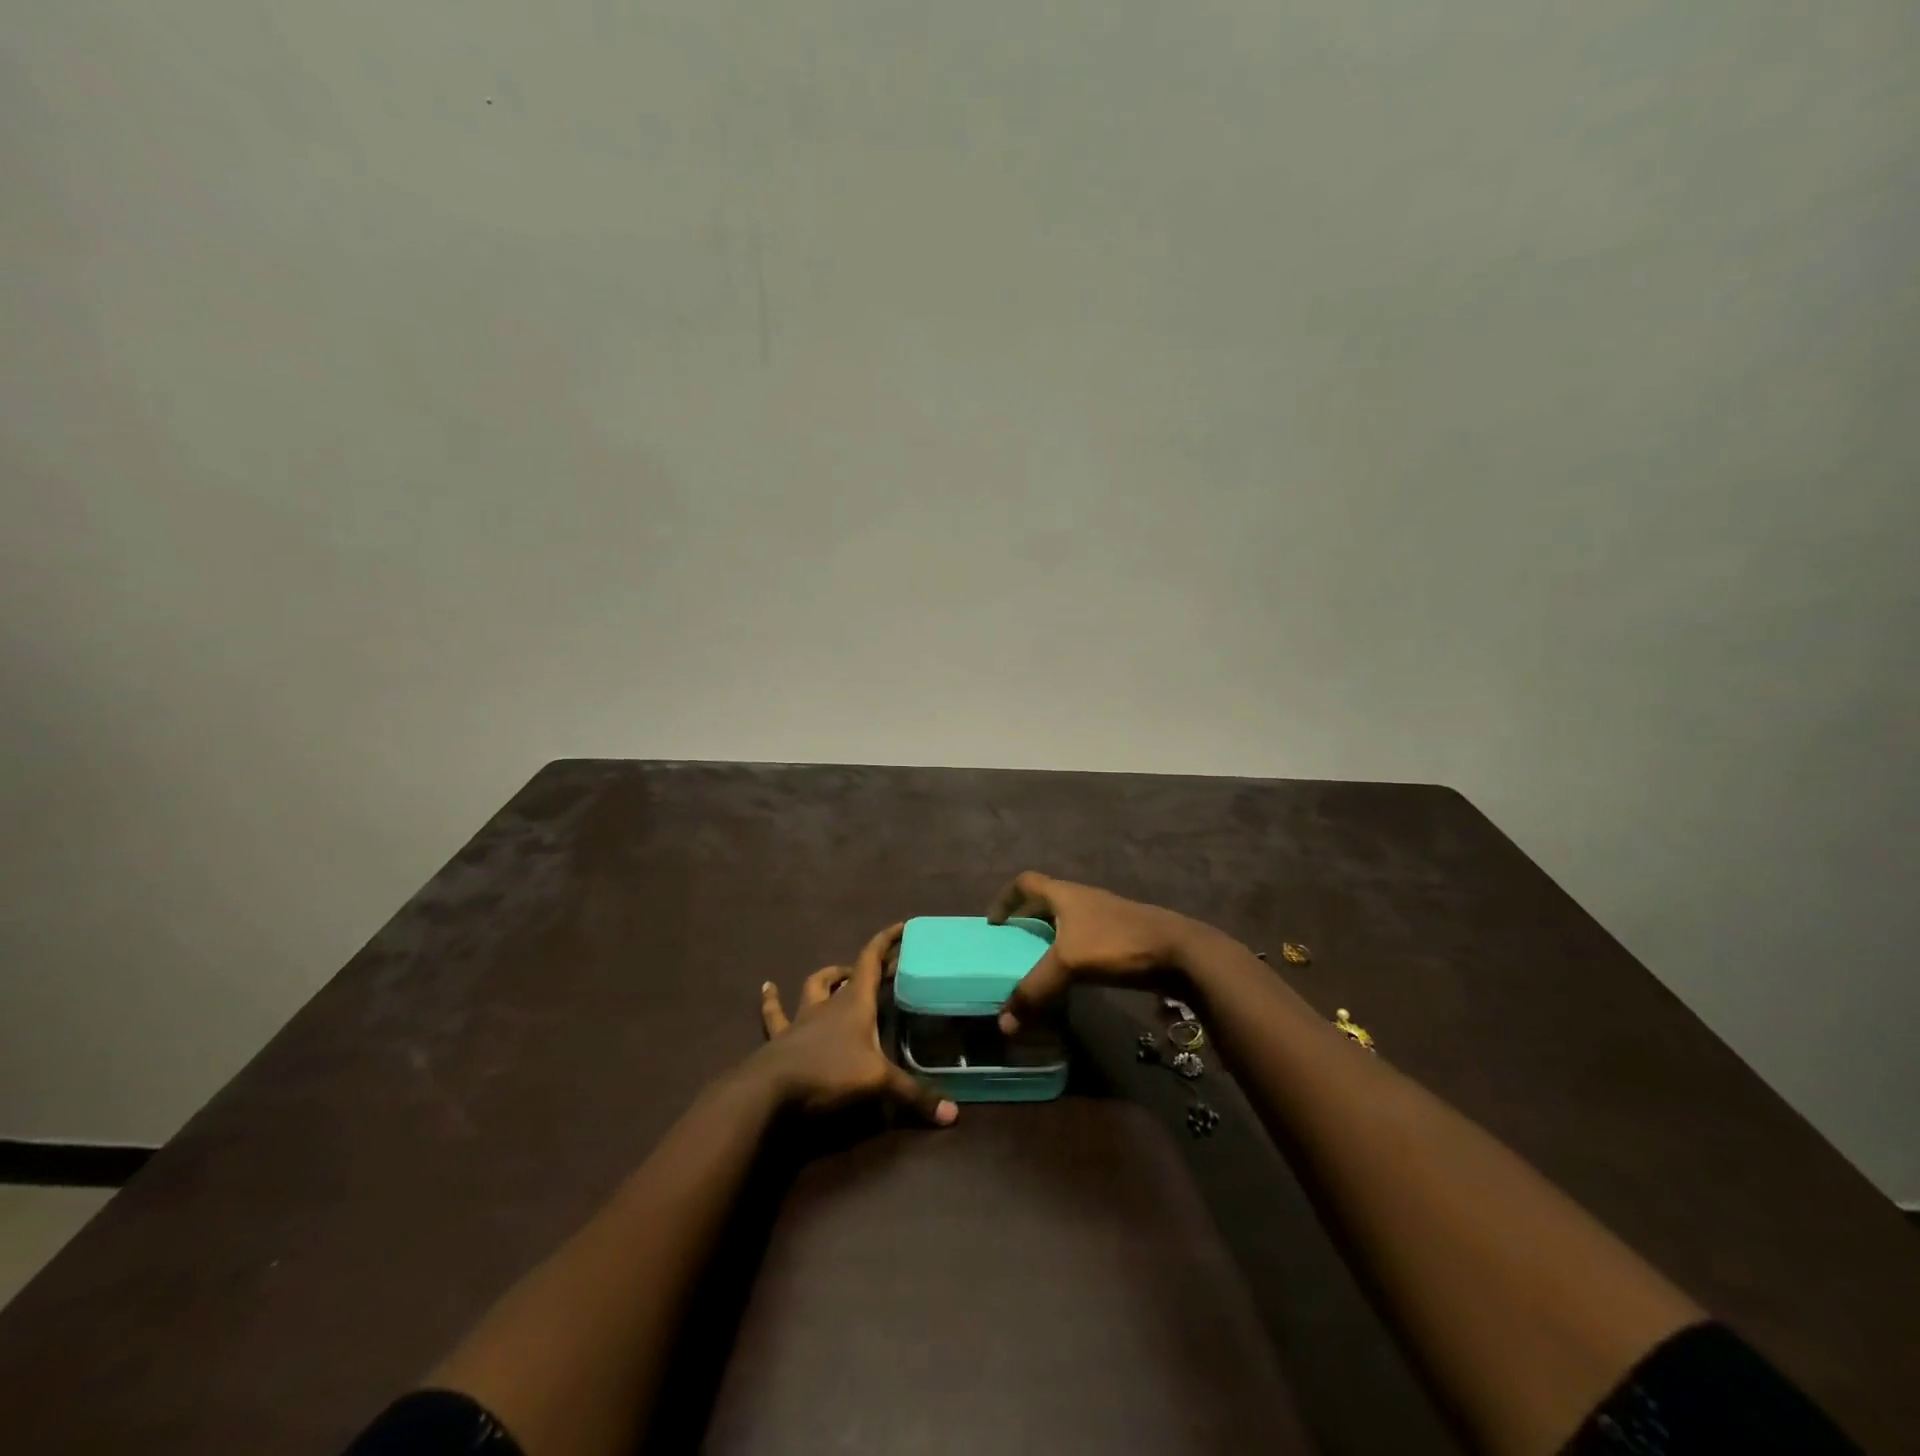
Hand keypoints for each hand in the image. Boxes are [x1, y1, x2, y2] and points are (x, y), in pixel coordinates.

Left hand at [755, 922, 957, 1124]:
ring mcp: (802, 1018)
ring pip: (814, 987)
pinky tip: (767, 988)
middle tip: (881, 969)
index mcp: (855, 1003)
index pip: (871, 960)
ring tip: (836, 974)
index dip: (886, 941)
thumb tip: (953, 1115)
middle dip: (865, 967)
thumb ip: (913, 1096)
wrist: (771, 1089)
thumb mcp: (878, 1083)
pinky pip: (775, 1013)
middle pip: (847, 974)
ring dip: (827, 978)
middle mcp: (829, 1004)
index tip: (902, 926)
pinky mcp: (781, 1037)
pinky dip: (772, 1000)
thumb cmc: (829, 1073)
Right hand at [988, 872, 1203, 1031]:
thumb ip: (1034, 991)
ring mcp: (1104, 918)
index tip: (994, 923)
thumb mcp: (1069, 964)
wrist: (1179, 952)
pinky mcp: (1121, 938)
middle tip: (1012, 946)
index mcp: (1065, 894)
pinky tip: (1070, 979)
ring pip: (1067, 923)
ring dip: (1050, 939)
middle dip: (1027, 921)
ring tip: (1037, 965)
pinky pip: (1085, 942)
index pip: (1026, 883)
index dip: (1005, 899)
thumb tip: (1003, 1023)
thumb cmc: (1117, 944)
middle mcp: (1082, 900)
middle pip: (1046, 902)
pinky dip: (1071, 955)